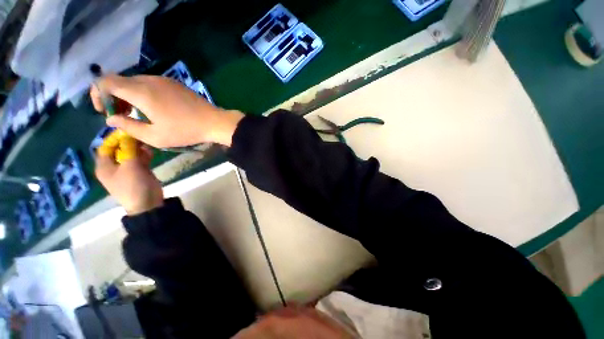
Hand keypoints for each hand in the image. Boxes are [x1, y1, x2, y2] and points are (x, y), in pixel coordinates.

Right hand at [90, 75, 243, 147]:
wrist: (214, 122)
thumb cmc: (185, 131)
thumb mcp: (154, 136)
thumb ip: (129, 126)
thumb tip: (110, 119)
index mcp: (141, 92)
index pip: (105, 81)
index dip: (97, 94)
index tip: (103, 110)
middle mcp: (149, 80)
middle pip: (120, 81)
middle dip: (113, 97)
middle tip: (121, 116)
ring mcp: (164, 80)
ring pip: (135, 82)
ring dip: (128, 96)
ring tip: (136, 114)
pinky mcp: (174, 83)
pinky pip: (150, 84)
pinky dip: (142, 93)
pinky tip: (152, 108)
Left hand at [95, 133, 163, 214]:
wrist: (147, 203)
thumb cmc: (134, 185)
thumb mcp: (130, 166)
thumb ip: (129, 149)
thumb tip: (129, 133)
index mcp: (104, 166)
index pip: (105, 146)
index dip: (115, 138)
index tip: (128, 131)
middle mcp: (113, 166)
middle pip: (119, 149)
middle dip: (129, 143)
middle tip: (141, 137)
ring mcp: (127, 169)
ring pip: (130, 153)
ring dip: (138, 148)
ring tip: (147, 145)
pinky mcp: (138, 172)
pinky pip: (139, 159)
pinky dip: (144, 155)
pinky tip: (150, 152)